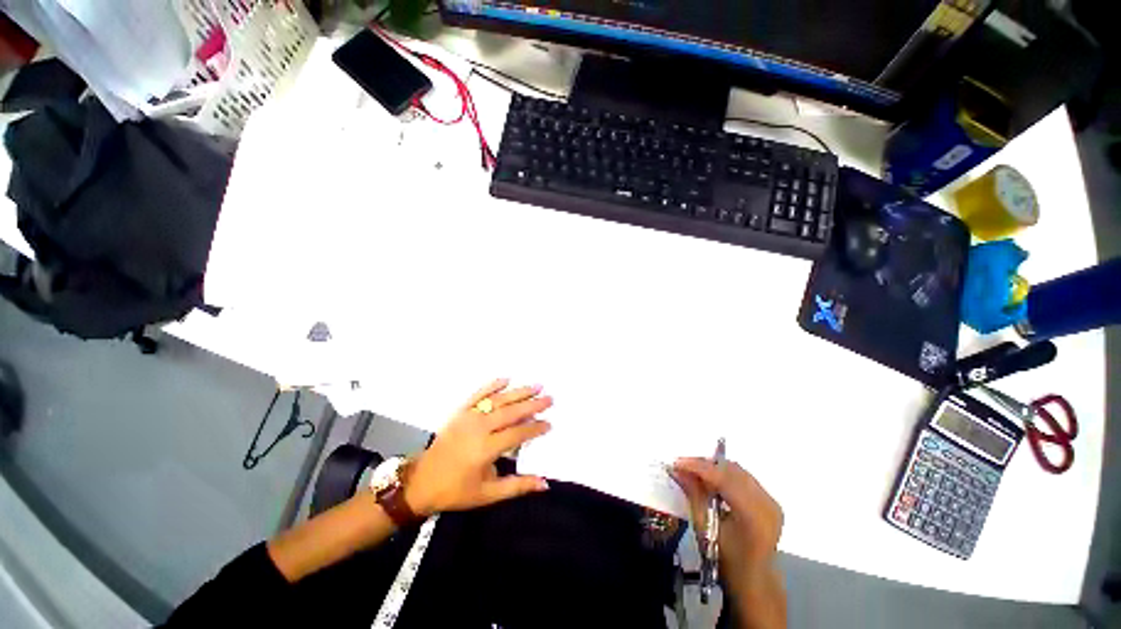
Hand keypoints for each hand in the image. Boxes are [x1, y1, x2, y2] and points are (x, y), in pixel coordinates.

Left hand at [405, 379, 552, 516]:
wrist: (420, 482)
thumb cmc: (455, 491)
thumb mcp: (488, 495)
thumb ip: (517, 486)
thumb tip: (545, 483)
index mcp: (485, 449)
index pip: (517, 434)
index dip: (535, 428)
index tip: (550, 424)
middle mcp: (478, 428)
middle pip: (511, 412)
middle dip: (532, 405)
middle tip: (550, 399)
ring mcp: (468, 417)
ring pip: (498, 400)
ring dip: (518, 392)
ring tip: (536, 386)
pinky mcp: (459, 412)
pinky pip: (478, 394)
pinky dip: (492, 385)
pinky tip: (506, 379)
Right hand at [671, 457, 782, 586]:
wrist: (755, 580)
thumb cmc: (727, 560)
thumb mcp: (705, 529)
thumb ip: (693, 495)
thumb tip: (677, 470)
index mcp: (753, 515)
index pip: (722, 478)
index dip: (697, 467)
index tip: (676, 463)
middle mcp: (766, 503)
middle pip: (731, 470)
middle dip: (704, 464)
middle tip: (682, 466)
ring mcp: (771, 500)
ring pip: (737, 470)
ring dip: (713, 467)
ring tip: (693, 471)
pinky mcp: (770, 500)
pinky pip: (743, 477)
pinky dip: (724, 474)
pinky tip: (710, 479)